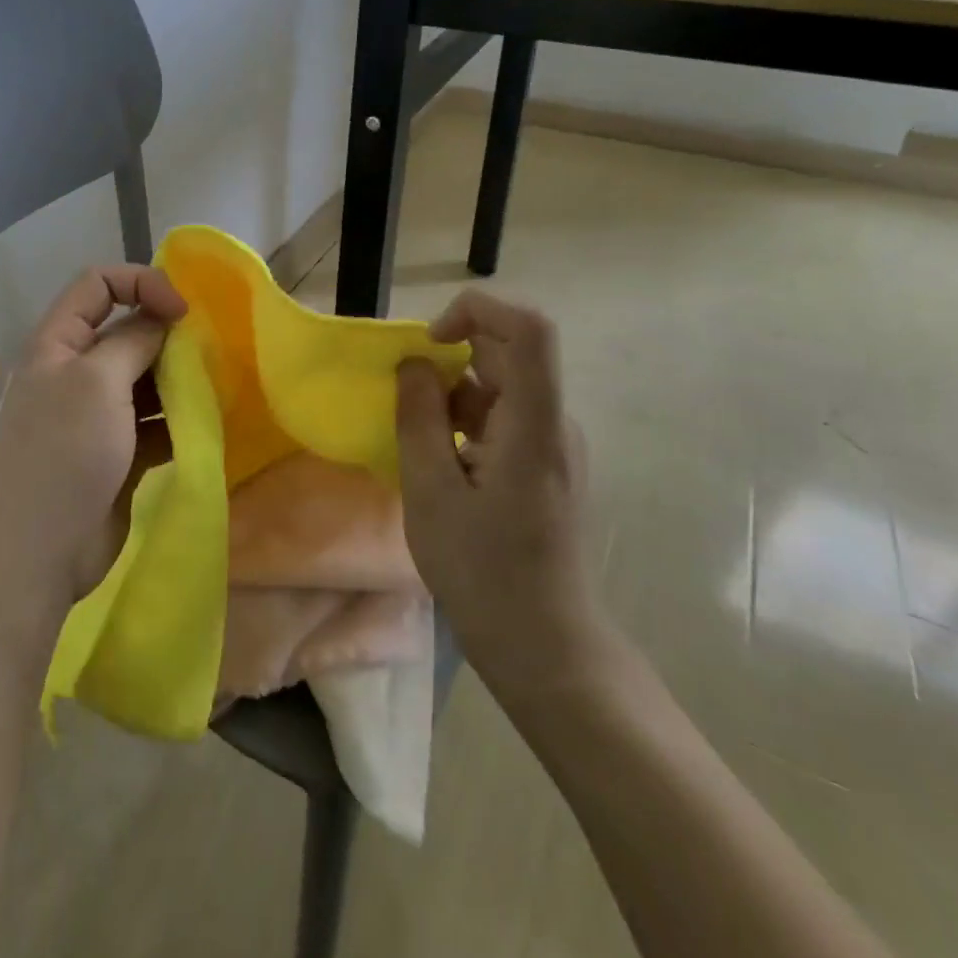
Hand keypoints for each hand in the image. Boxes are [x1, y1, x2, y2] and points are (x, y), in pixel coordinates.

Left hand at [0, 265, 185, 618]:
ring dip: (178, 379)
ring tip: (213, 388)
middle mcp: (75, 372)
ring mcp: (95, 415)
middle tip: (207, 353)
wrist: (37, 553)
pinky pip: (153, 421)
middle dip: (166, 335)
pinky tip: (203, 425)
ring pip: (144, 378)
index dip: (141, 283)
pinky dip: (177, 418)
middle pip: (126, 331)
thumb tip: (161, 318)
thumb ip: (133, 339)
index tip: (182, 311)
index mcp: (58, 343)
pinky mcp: (116, 452)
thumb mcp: (97, 381)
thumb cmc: (63, 453)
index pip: (98, 285)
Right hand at [396, 290, 616, 705]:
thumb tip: (413, 364)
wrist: (545, 646)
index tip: (429, 341)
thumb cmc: (483, 572)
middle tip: (404, 402)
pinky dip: (462, 423)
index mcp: (534, 426)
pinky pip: (501, 419)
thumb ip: (419, 418)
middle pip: (507, 356)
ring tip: (415, 444)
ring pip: (499, 388)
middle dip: (449, 361)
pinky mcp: (544, 465)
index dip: (478, 311)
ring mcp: (552, 445)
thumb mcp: (431, 493)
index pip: (529, 330)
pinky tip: (436, 464)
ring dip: (451, 397)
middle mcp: (553, 424)